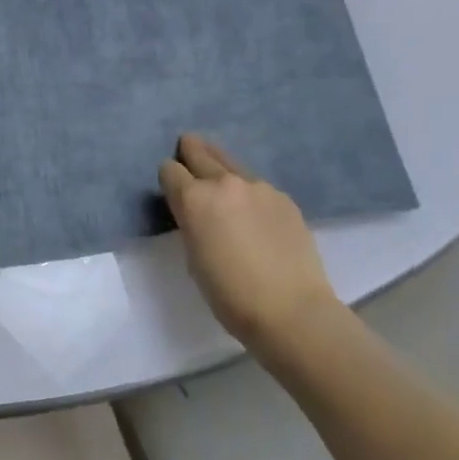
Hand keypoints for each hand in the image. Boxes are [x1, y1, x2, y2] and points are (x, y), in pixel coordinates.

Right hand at [158, 133, 336, 344]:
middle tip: (187, 149)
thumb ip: (191, 223)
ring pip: (232, 165)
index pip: (169, 170)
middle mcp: (225, 183)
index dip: (167, 178)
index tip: (170, 187)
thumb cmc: (229, 294)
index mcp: (194, 199)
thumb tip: (197, 211)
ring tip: (222, 186)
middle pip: (201, 151)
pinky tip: (254, 215)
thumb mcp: (193, 257)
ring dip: (221, 170)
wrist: (291, 310)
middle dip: (191, 151)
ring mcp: (259, 188)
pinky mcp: (285, 199)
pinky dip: (248, 193)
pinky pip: (257, 186)